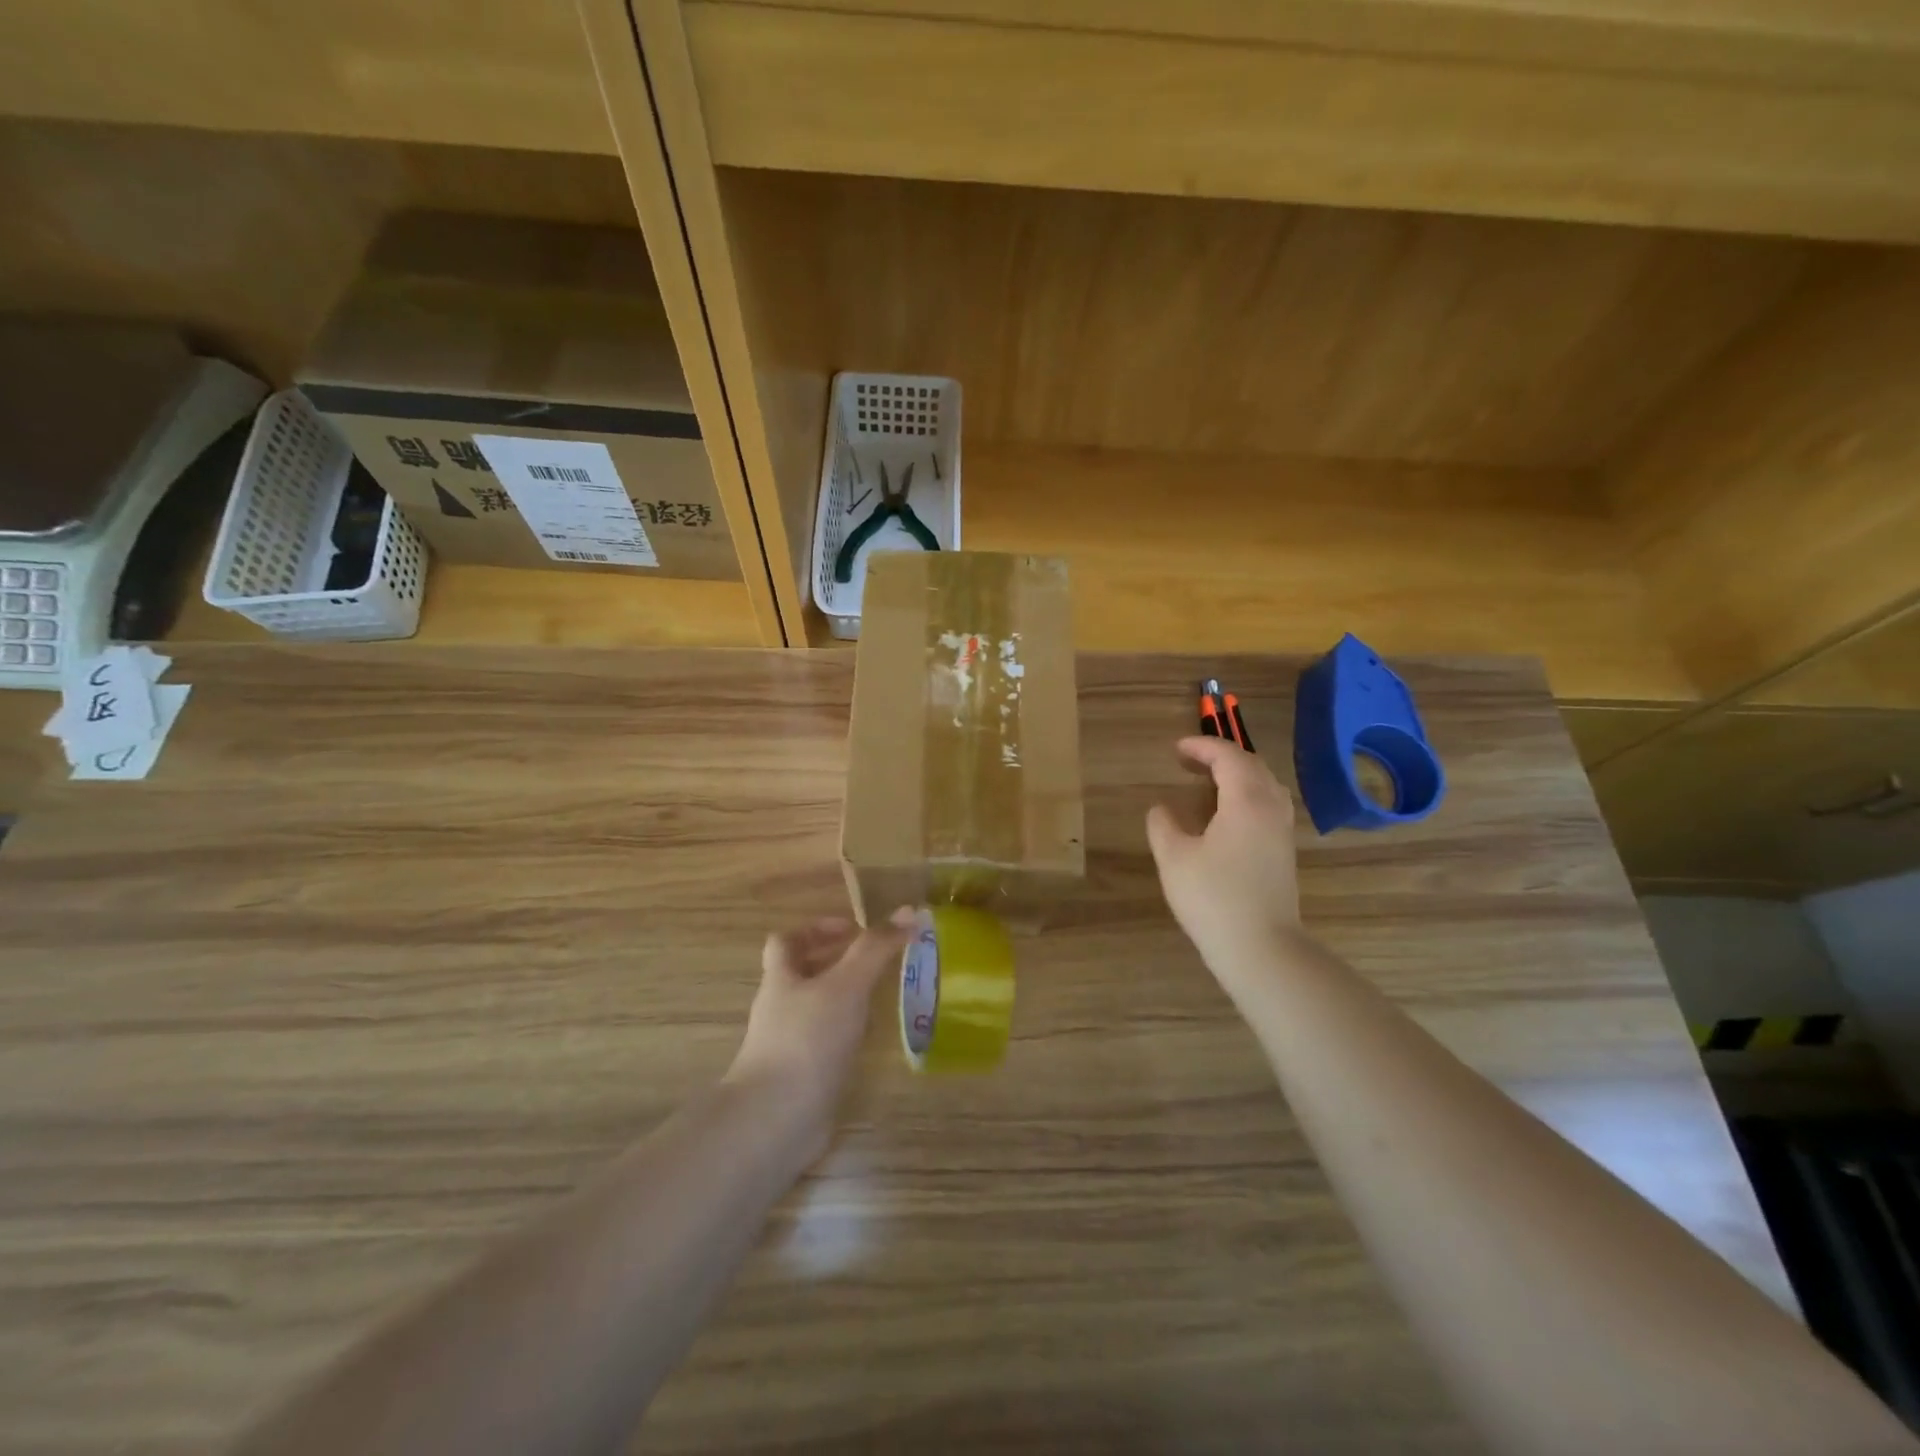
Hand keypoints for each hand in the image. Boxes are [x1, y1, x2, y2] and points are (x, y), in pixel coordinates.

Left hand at [726, 912, 911, 1120]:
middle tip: (876, 962)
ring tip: (881, 998)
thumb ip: (875, 949)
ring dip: (844, 999)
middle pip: (801, 974)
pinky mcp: (800, 1077)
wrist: (776, 1120)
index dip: (816, 929)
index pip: (787, 941)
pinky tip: (871, 1041)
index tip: (853, 930)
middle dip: (835, 963)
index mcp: (781, 978)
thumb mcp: (846, 985)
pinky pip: (824, 1044)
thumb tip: (909, 910)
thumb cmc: (807, 1040)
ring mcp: (787, 1045)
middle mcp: (779, 1008)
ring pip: (815, 1009)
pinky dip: (846, 1035)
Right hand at [1146, 736, 1303, 987]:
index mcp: (1247, 800)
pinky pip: (1269, 805)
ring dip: (1238, 774)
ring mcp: (1282, 831)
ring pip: (1266, 785)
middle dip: (1221, 756)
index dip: (1201, 747)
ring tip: (1209, 782)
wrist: (1261, 948)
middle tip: (1189, 762)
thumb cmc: (1213, 898)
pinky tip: (1228, 814)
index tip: (1176, 749)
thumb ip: (1163, 825)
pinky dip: (1248, 795)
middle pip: (1252, 765)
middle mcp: (1271, 808)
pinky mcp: (1284, 852)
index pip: (1229, 756)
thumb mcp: (1174, 858)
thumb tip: (1161, 809)